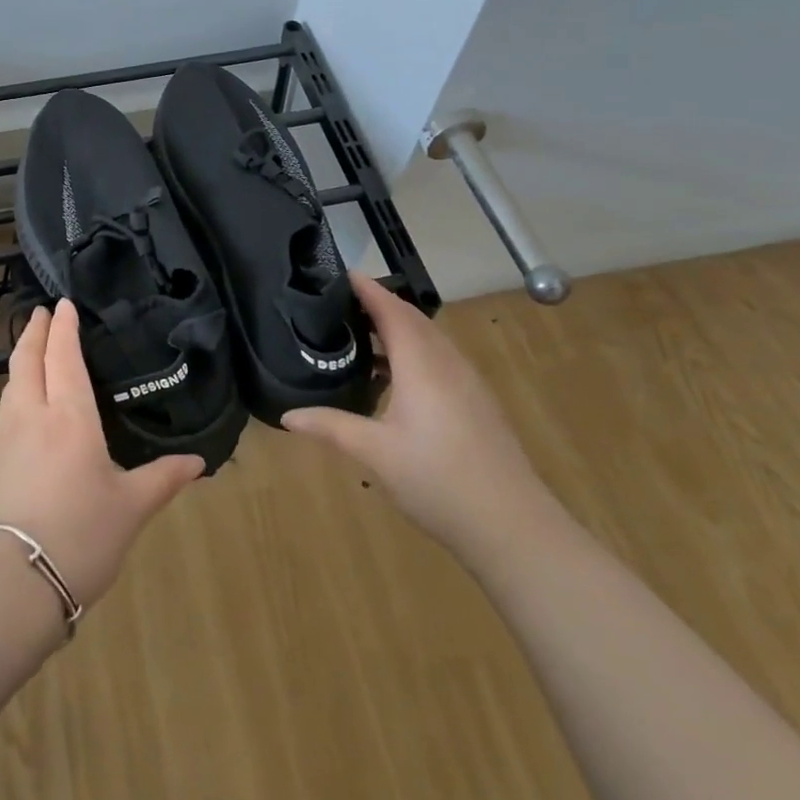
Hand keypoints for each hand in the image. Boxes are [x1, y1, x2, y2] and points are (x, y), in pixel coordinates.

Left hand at [0, 301, 203, 607]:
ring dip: (21, 360)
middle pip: (27, 362)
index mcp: (70, 418)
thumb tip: (198, 462)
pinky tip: (24, 406)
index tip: (62, 303)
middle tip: (41, 312)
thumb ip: (163, 479)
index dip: (63, 328)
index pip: (64, 358)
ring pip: (11, 385)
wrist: (11, 584)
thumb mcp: (131, 508)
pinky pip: (5, 412)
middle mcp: (33, 417)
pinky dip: (15, 391)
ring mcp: (6, 440)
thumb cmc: (80, 536)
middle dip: (34, 333)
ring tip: (31, 351)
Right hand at [283, 272, 548, 558]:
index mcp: (421, 364)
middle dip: (378, 303)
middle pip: (411, 318)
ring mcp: (466, 382)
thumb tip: (287, 415)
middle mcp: (446, 362)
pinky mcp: (475, 402)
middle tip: (338, 301)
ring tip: (358, 334)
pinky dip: (412, 351)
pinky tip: (393, 378)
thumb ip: (331, 427)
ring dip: (396, 327)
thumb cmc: (438, 480)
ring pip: (428, 339)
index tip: (339, 273)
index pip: (391, 310)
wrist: (512, 526)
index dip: (367, 288)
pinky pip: (438, 359)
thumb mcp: (375, 454)